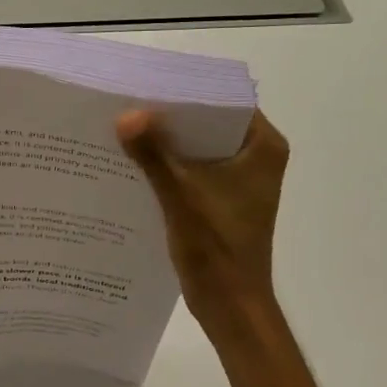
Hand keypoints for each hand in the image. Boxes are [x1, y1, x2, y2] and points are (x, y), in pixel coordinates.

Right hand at [116, 109, 289, 310]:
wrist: (230, 302)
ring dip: (165, 142)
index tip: (148, 84)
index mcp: (263, 147)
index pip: (224, 101)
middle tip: (127, 104)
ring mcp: (239, 180)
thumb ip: (153, 154)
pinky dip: (167, 166)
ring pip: (197, 147)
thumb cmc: (216, 246)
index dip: (186, 92)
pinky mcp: (222, 199)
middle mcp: (256, 157)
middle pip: (208, 123)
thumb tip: (125, 116)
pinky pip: (191, 169)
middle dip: (169, 117)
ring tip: (123, 129)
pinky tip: (132, 163)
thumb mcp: (180, 194)